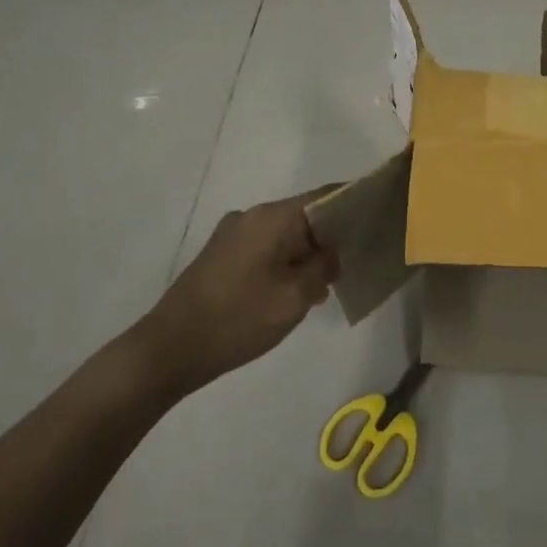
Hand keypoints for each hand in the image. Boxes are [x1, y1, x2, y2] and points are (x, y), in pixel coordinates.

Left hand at [145, 186, 341, 396]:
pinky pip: (267, 247)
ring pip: (286, 234)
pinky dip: (287, 261)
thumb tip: (333, 252)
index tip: (379, 216)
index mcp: (272, 218)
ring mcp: (234, 234)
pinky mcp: (223, 254)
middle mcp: (253, 216)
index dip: (354, 203)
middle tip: (359, 260)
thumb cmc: (236, 320)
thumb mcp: (292, 299)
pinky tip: (298, 291)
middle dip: (333, 236)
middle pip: (305, 214)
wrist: (168, 350)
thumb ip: (322, 267)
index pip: (325, 196)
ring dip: (308, 254)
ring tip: (330, 283)